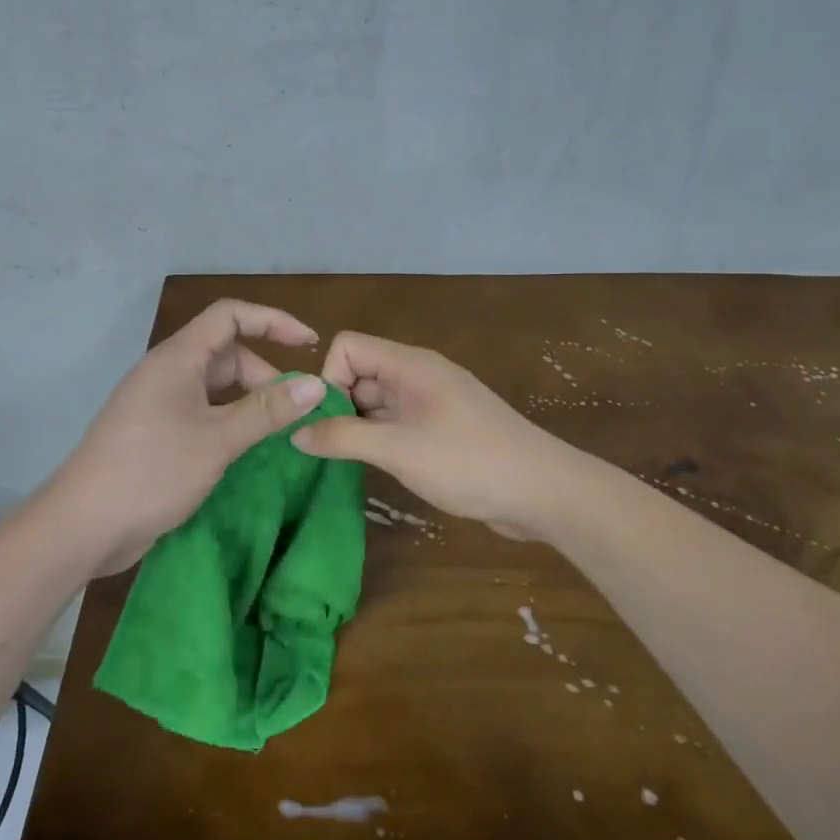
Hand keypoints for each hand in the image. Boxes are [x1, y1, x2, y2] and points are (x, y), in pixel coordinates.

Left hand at [47, 300, 327, 575]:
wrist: (83, 525)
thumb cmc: (151, 471)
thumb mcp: (217, 440)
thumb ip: (267, 411)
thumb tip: (317, 385)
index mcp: (177, 358)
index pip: (230, 316)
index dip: (273, 321)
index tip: (310, 343)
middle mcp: (168, 373)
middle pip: (226, 354)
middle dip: (265, 376)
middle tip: (294, 411)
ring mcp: (160, 404)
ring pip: (216, 388)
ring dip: (249, 403)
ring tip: (278, 432)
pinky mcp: (157, 434)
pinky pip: (204, 414)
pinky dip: (230, 423)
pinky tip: (248, 450)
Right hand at [289, 332, 575, 540]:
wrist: (544, 491)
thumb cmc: (469, 462)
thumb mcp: (398, 450)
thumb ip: (343, 438)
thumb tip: (296, 433)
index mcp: (411, 365)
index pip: (348, 347)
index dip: (329, 379)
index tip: (328, 421)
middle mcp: (420, 376)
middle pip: (361, 373)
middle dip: (338, 406)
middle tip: (329, 450)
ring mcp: (434, 403)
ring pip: (378, 402)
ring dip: (359, 427)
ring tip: (346, 464)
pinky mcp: (444, 429)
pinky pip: (398, 423)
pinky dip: (381, 440)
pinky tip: (377, 469)